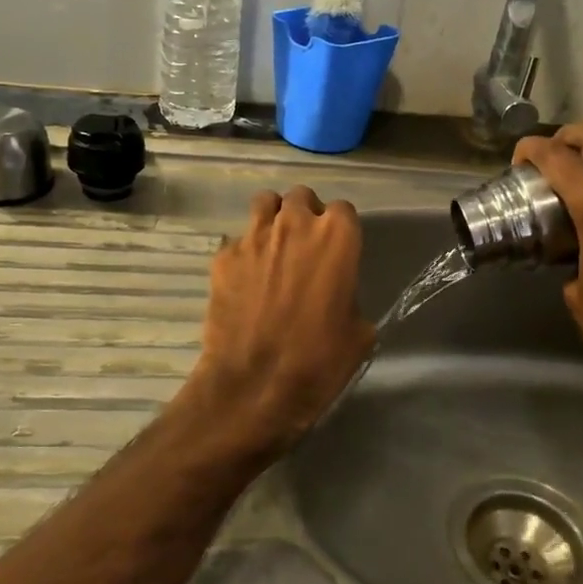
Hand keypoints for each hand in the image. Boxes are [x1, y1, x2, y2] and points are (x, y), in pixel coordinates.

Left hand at [191, 186, 374, 454]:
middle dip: (305, 214)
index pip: (343, 209)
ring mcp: (254, 237)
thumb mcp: (358, 334)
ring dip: (273, 218)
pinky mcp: (223, 257)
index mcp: (337, 238)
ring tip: (274, 246)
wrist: (254, 386)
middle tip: (306, 244)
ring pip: (265, 203)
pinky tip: (246, 279)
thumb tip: (341, 297)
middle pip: (301, 197)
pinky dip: (244, 252)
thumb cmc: (318, 361)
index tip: (339, 250)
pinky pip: (237, 240)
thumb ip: (351, 297)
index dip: (341, 228)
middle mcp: (295, 225)